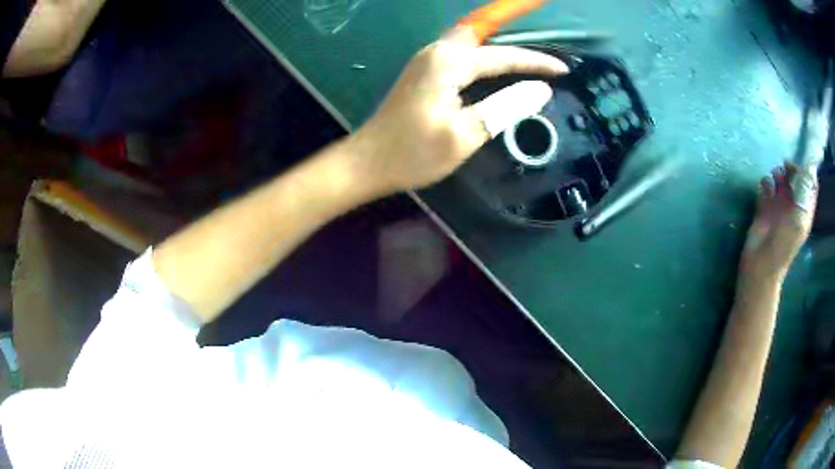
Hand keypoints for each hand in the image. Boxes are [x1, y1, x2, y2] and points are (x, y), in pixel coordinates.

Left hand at [348, 26, 566, 196]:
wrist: (367, 163)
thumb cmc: (413, 153)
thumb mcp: (465, 135)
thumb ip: (505, 108)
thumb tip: (540, 89)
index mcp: (449, 63)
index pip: (504, 56)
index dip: (537, 62)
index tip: (564, 70)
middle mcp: (437, 52)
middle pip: (482, 32)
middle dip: (511, 24)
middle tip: (537, 25)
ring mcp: (427, 61)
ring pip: (471, 41)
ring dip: (498, 41)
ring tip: (525, 51)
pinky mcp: (423, 73)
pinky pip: (461, 53)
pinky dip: (483, 54)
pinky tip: (496, 66)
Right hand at [741, 163, 816, 282]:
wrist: (762, 265)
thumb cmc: (783, 246)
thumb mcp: (799, 220)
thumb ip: (804, 195)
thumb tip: (810, 169)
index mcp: (804, 211)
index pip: (809, 185)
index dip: (805, 172)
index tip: (798, 168)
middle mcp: (793, 206)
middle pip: (795, 179)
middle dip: (790, 170)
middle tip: (784, 168)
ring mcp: (779, 207)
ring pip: (781, 180)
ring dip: (778, 174)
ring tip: (774, 176)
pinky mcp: (765, 207)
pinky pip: (766, 187)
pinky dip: (765, 182)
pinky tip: (764, 186)